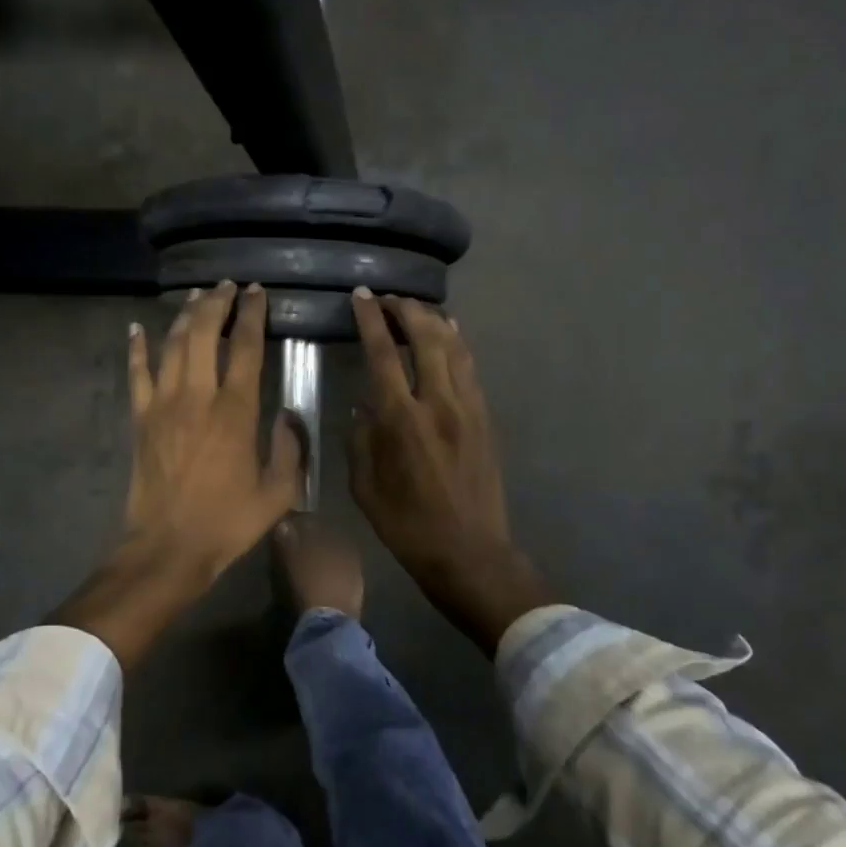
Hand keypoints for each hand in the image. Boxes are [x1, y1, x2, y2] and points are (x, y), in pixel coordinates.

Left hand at [123, 280, 301, 571]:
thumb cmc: (226, 522)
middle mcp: (198, 396)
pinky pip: (136, 374)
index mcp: (236, 411)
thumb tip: (289, 415)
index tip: (256, 292)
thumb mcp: (277, 493)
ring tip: (195, 296)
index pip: (246, 348)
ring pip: (172, 345)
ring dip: (183, 316)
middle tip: (226, 286)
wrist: (167, 547)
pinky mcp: (140, 418)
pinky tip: (135, 329)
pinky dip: (136, 348)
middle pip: (204, 333)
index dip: (252, 315)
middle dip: (216, 303)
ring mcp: (163, 404)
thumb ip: (290, 450)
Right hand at [348, 289, 548, 653]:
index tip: (362, 295)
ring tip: (415, 308)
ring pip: (454, 346)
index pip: (383, 353)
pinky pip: (470, 367)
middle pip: (426, 337)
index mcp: (401, 420)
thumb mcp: (364, 486)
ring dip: (433, 320)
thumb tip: (363, 405)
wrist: (468, 552)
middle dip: (406, 309)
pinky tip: (449, 334)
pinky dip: (457, 343)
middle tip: (388, 298)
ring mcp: (468, 408)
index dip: (370, 319)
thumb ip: (360, 438)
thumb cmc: (407, 524)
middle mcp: (437, 403)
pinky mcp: (485, 418)